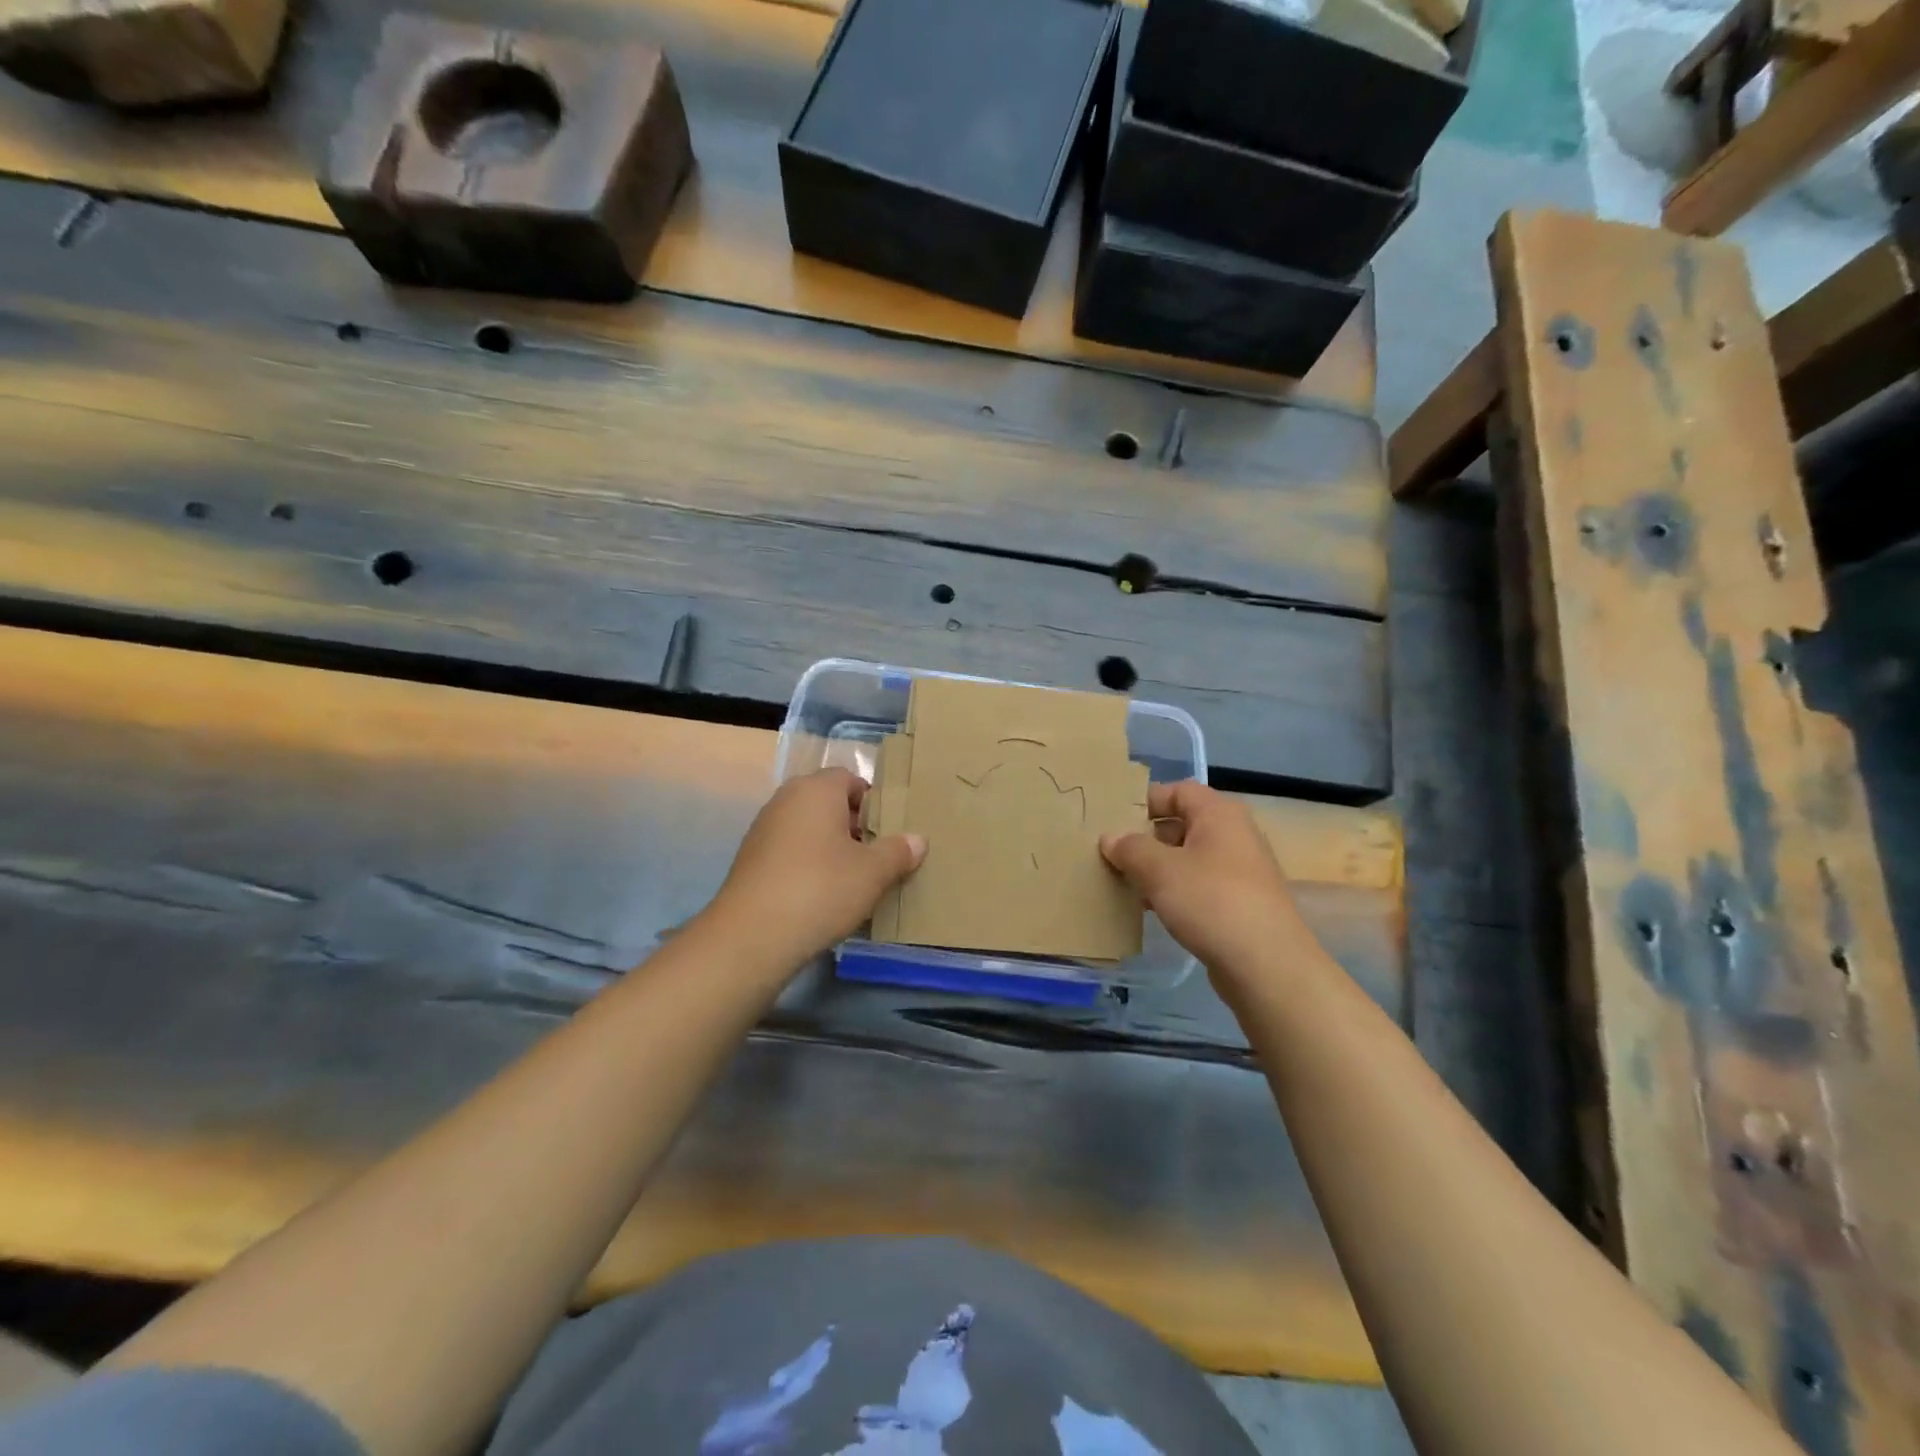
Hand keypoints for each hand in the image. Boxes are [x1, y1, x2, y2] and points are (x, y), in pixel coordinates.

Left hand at [705, 768, 925, 965]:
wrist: (752, 936)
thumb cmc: (821, 889)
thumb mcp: (873, 872)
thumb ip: (898, 851)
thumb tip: (917, 840)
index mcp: (816, 790)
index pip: (850, 779)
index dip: (873, 802)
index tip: (888, 832)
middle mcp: (786, 800)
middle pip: (828, 803)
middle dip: (853, 826)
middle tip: (876, 856)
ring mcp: (763, 829)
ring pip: (808, 829)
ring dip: (830, 847)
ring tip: (852, 880)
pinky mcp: (750, 860)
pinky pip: (790, 851)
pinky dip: (807, 865)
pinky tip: (821, 896)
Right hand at [1099, 781, 1314, 993]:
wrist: (1267, 965)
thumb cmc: (1211, 901)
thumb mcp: (1160, 870)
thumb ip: (1130, 848)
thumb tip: (1110, 838)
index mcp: (1219, 814)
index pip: (1177, 791)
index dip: (1145, 801)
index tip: (1113, 820)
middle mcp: (1234, 835)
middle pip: (1181, 824)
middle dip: (1146, 838)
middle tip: (1112, 854)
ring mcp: (1240, 871)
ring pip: (1188, 857)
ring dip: (1157, 868)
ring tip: (1124, 883)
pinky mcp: (1240, 903)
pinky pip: (1199, 885)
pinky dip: (1175, 891)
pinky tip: (1151, 909)